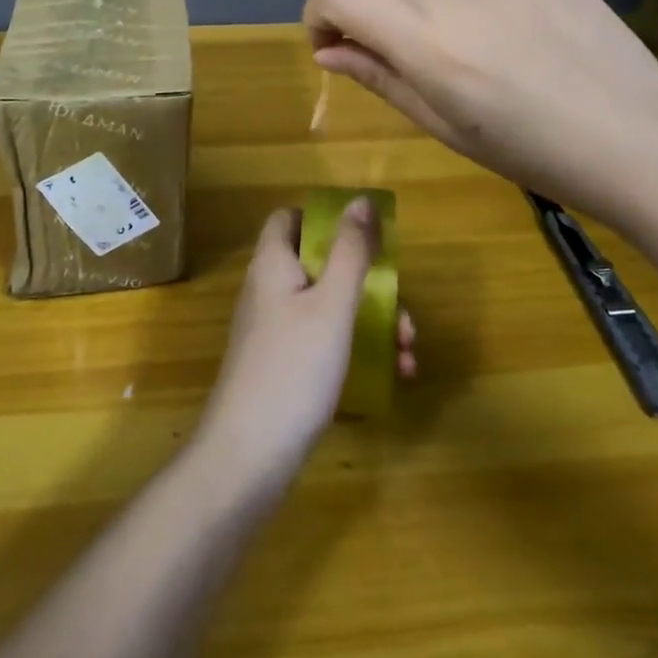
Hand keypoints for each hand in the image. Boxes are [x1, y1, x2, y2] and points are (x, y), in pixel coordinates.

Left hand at [196, 203, 415, 487]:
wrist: (249, 456)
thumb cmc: (294, 367)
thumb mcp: (332, 304)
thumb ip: (350, 251)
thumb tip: (360, 201)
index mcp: (273, 264)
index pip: (290, 218)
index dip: (324, 218)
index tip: (364, 234)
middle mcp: (270, 290)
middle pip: (319, 264)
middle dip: (367, 281)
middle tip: (402, 307)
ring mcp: (275, 331)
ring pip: (329, 306)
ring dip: (372, 320)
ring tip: (408, 350)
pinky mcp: (284, 365)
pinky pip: (324, 341)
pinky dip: (357, 349)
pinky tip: (394, 375)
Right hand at [304, 0, 657, 236]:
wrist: (646, 143)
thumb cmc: (535, 156)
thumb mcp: (446, 128)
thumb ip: (380, 78)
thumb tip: (328, 51)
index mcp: (432, 42)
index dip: (320, 12)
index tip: (333, 46)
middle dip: (367, 13)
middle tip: (395, 58)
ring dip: (421, 7)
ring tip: (467, 54)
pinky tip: (509, 38)